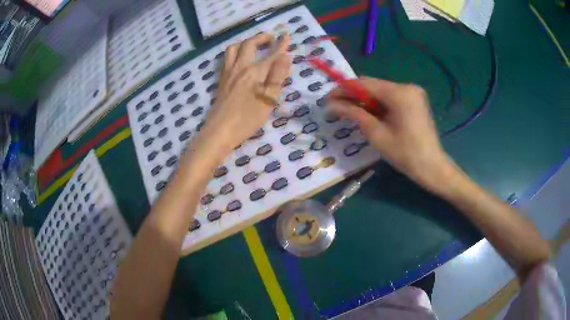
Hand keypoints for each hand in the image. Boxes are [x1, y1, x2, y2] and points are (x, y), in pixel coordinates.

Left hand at [199, 32, 290, 154]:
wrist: (220, 131)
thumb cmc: (247, 118)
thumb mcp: (268, 100)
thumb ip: (277, 76)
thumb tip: (286, 56)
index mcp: (255, 72)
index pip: (271, 54)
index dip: (281, 44)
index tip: (286, 35)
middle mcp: (240, 67)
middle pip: (249, 44)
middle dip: (261, 37)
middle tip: (270, 38)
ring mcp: (228, 73)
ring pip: (233, 48)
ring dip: (244, 43)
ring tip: (253, 46)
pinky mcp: (221, 80)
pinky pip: (226, 58)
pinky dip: (234, 52)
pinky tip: (238, 59)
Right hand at [328, 77, 456, 193]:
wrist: (432, 167)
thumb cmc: (405, 154)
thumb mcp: (376, 134)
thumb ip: (354, 114)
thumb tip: (331, 105)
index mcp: (400, 93)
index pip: (365, 83)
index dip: (344, 89)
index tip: (328, 98)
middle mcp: (407, 87)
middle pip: (373, 86)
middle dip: (353, 95)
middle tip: (336, 108)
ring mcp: (413, 93)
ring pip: (381, 92)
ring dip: (365, 101)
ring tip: (350, 113)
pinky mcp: (414, 100)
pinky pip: (391, 97)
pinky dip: (378, 105)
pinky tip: (369, 114)